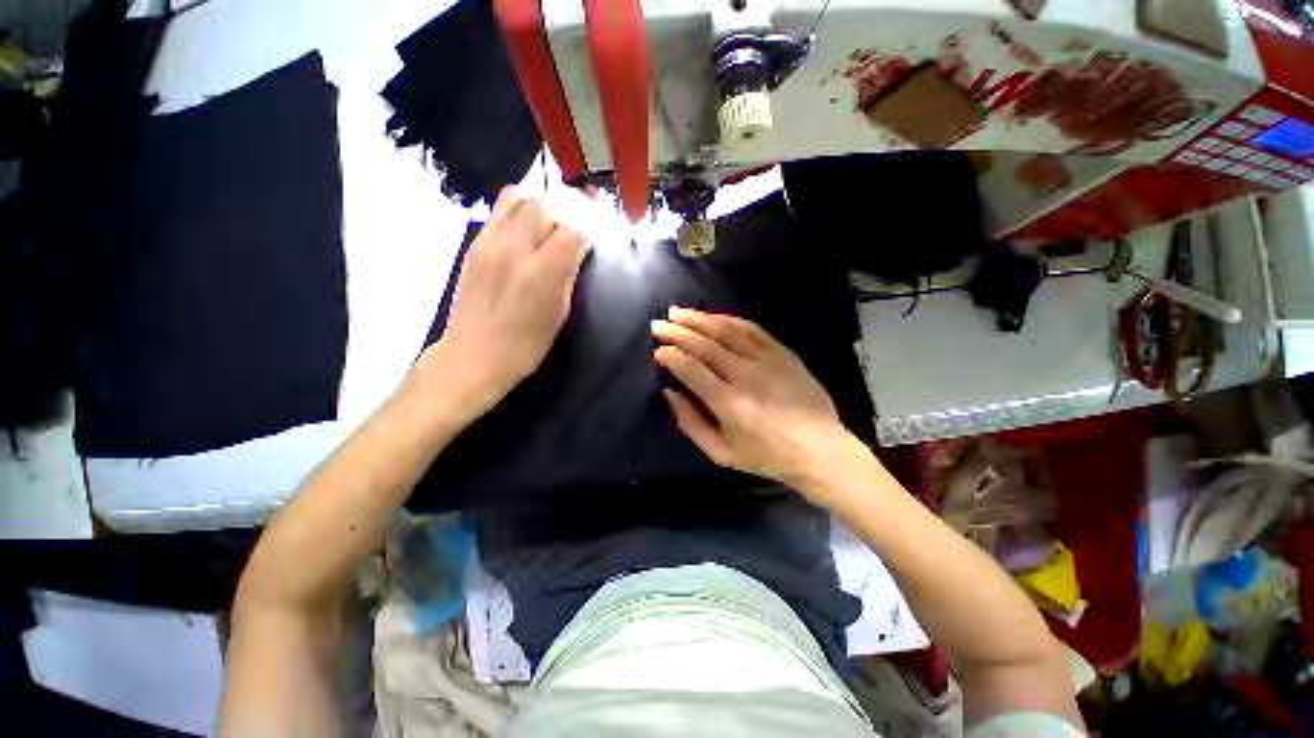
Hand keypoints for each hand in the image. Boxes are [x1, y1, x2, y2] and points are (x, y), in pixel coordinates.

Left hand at [426, 188, 587, 417]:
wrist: (474, 355)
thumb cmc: (527, 344)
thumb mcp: (560, 312)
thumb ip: (568, 273)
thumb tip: (578, 247)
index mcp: (543, 271)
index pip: (573, 227)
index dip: (588, 223)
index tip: (597, 225)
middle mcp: (516, 248)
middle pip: (548, 205)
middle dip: (568, 208)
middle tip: (578, 220)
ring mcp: (491, 242)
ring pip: (521, 198)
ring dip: (542, 203)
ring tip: (551, 217)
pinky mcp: (475, 244)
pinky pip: (500, 210)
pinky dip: (519, 208)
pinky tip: (526, 224)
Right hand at [651, 307, 866, 500]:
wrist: (820, 450)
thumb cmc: (766, 456)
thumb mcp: (720, 453)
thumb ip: (690, 423)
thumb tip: (670, 391)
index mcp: (729, 403)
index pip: (690, 368)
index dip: (670, 355)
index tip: (658, 350)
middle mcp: (746, 375)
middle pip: (705, 344)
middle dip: (678, 331)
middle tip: (659, 323)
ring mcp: (768, 360)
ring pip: (727, 330)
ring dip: (700, 318)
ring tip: (679, 312)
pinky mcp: (783, 353)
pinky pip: (752, 329)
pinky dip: (729, 320)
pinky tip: (714, 317)